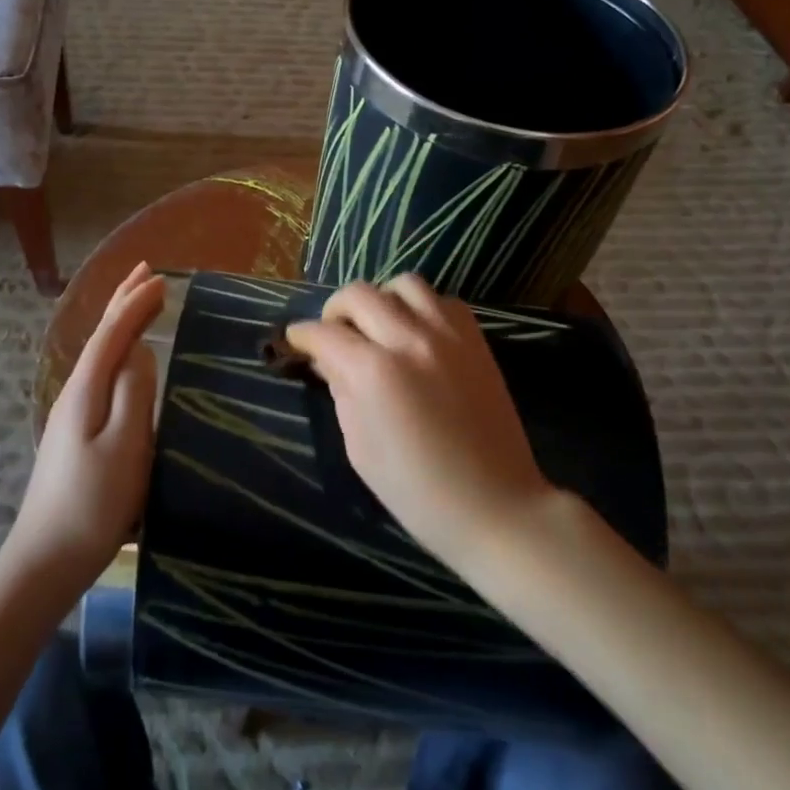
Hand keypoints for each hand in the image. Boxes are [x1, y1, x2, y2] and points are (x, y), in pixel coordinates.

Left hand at [9, 262, 165, 585]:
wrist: (47, 558)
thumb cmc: (94, 502)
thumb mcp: (125, 444)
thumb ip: (133, 391)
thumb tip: (139, 349)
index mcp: (86, 389)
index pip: (112, 333)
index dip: (136, 303)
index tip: (162, 278)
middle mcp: (75, 392)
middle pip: (100, 336)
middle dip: (122, 302)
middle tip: (145, 271)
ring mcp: (72, 414)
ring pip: (99, 354)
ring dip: (119, 323)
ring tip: (138, 303)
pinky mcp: (77, 433)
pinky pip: (100, 374)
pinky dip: (116, 351)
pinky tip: (124, 360)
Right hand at [286, 275, 557, 567]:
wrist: (494, 505)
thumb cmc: (416, 490)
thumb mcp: (359, 447)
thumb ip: (340, 392)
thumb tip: (328, 360)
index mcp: (373, 372)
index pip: (323, 333)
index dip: (301, 335)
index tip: (295, 341)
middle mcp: (409, 340)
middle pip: (359, 294)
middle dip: (334, 310)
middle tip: (333, 334)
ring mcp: (448, 335)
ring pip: (404, 283)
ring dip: (381, 299)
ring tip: (378, 326)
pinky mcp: (476, 340)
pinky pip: (443, 300)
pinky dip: (422, 307)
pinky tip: (416, 333)